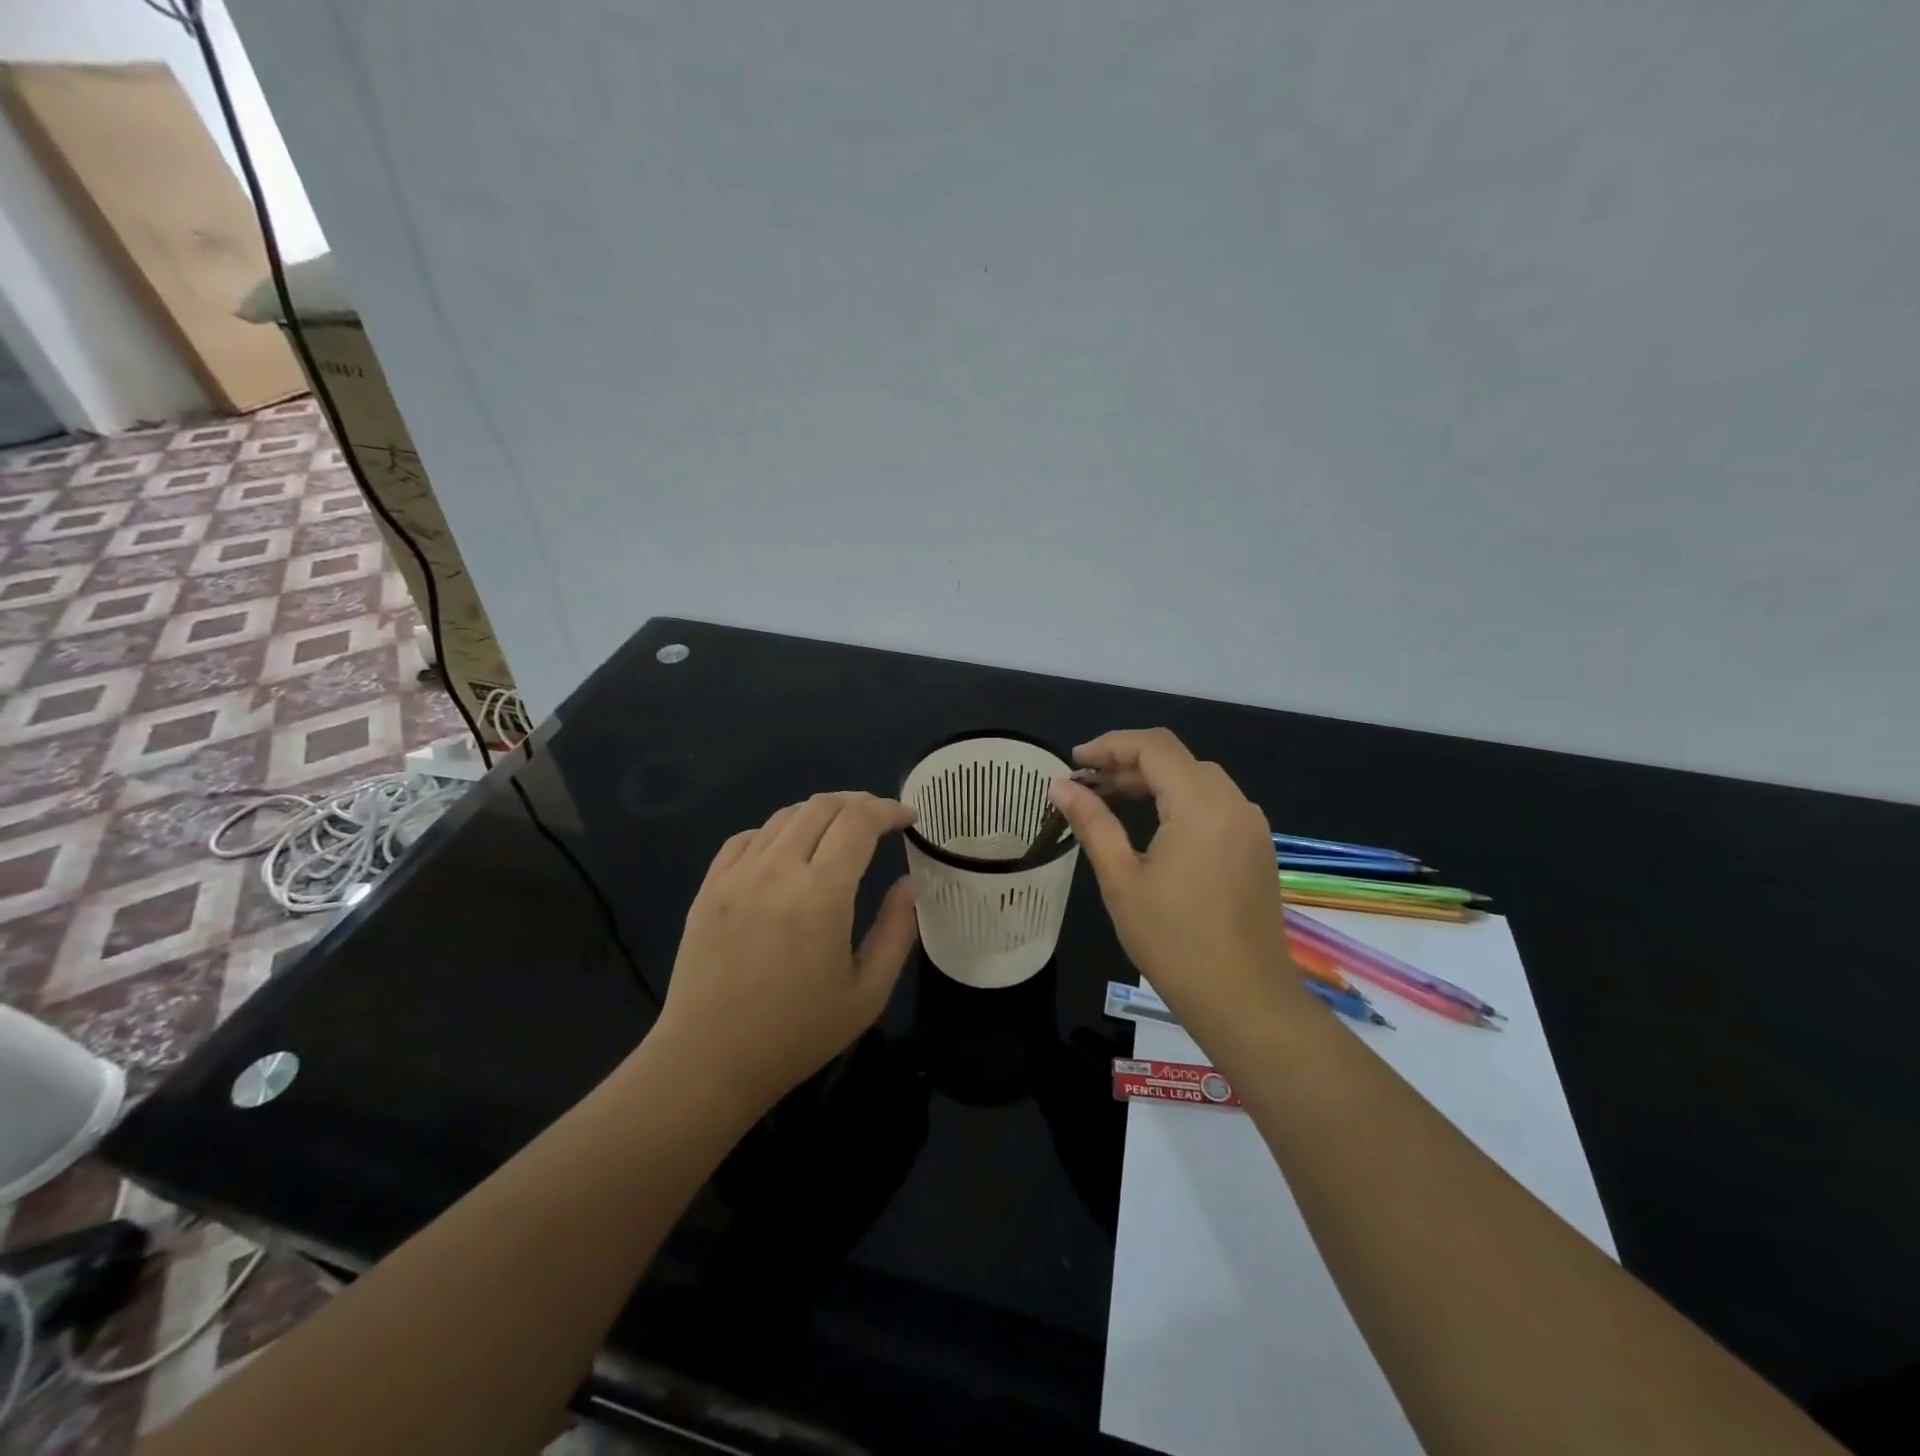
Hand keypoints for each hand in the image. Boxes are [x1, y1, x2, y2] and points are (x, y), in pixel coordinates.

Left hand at [652, 792, 919, 1113]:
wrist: (708, 1062)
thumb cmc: (797, 1034)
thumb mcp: (867, 992)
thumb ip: (896, 931)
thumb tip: (909, 884)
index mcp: (820, 893)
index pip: (859, 822)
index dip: (889, 810)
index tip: (909, 818)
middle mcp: (777, 870)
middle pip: (822, 807)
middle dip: (859, 802)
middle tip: (880, 817)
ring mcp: (737, 875)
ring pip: (784, 817)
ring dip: (820, 812)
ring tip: (840, 829)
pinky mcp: (709, 888)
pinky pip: (747, 838)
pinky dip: (777, 830)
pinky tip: (787, 849)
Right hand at [1049, 729, 1306, 1038]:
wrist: (1244, 1000)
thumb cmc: (1174, 941)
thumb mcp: (1122, 879)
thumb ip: (1093, 823)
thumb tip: (1061, 787)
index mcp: (1201, 805)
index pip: (1154, 747)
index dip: (1110, 745)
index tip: (1075, 762)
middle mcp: (1234, 804)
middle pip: (1177, 759)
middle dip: (1129, 762)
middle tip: (1087, 785)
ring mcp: (1251, 826)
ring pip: (1198, 780)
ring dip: (1154, 781)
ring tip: (1112, 800)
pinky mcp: (1257, 848)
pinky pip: (1215, 804)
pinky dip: (1179, 801)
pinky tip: (1153, 826)